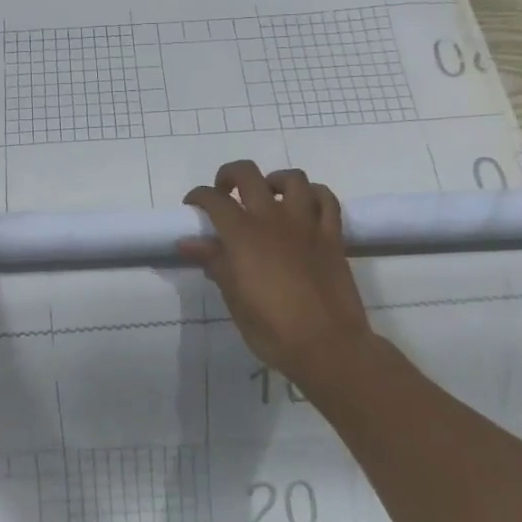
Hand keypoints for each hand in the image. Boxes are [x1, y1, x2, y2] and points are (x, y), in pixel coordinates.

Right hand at [180, 161, 375, 395]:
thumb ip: (214, 262)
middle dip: (230, 176)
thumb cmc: (272, 329)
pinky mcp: (333, 235)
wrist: (327, 346)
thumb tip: (189, 242)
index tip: (193, 207)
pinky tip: (305, 206)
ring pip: (293, 179)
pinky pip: (326, 200)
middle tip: (225, 193)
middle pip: (248, 175)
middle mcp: (273, 218)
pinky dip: (313, 194)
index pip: (214, 199)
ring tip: (268, 195)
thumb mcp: (234, 299)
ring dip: (275, 180)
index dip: (198, 196)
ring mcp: (307, 224)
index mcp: (243, 235)